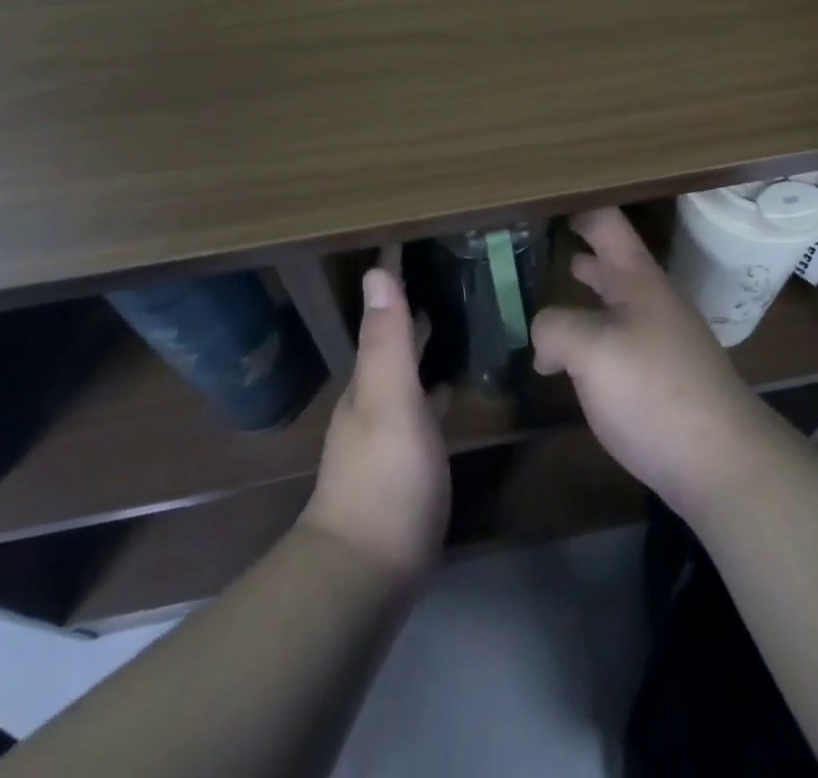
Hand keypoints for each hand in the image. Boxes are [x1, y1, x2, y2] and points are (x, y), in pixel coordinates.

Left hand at [301, 266, 449, 582]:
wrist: (367, 573)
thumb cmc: (385, 478)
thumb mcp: (390, 401)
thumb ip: (387, 340)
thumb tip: (377, 270)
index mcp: (368, 380)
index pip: (383, 317)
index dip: (394, 282)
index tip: (410, 244)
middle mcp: (371, 400)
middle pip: (393, 344)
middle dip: (411, 311)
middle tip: (444, 275)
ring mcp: (385, 434)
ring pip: (405, 374)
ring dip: (421, 345)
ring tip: (450, 318)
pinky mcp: (403, 463)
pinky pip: (419, 406)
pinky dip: (431, 386)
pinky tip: (448, 387)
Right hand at [532, 208, 781, 516]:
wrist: (721, 461)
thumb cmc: (653, 389)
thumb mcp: (590, 349)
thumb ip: (555, 328)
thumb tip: (545, 342)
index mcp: (637, 279)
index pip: (607, 223)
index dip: (578, 209)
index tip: (544, 204)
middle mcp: (653, 300)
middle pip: (612, 260)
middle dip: (579, 250)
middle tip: (539, 244)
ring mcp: (662, 339)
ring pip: (615, 302)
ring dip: (585, 293)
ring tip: (551, 290)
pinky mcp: (663, 376)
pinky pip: (620, 339)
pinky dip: (593, 334)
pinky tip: (574, 357)